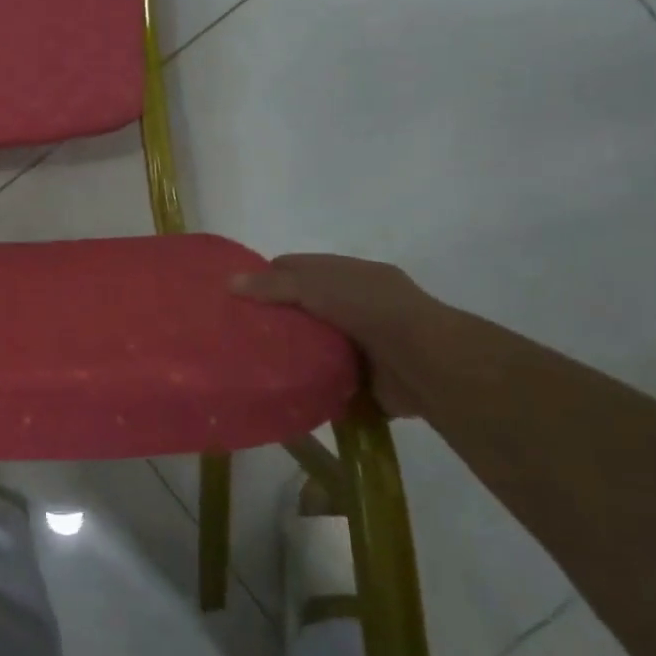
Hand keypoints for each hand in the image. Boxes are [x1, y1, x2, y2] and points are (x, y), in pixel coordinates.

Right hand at [230, 254, 440, 417]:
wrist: (427, 363)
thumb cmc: (371, 310)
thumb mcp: (317, 286)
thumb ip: (275, 285)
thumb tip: (228, 282)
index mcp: (352, 275)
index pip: (300, 268)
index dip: (268, 276)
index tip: (236, 294)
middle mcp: (360, 305)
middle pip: (306, 306)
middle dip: (277, 317)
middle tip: (239, 331)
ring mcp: (365, 343)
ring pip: (317, 344)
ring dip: (294, 352)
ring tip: (252, 361)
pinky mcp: (367, 379)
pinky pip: (329, 379)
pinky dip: (310, 383)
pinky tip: (281, 387)